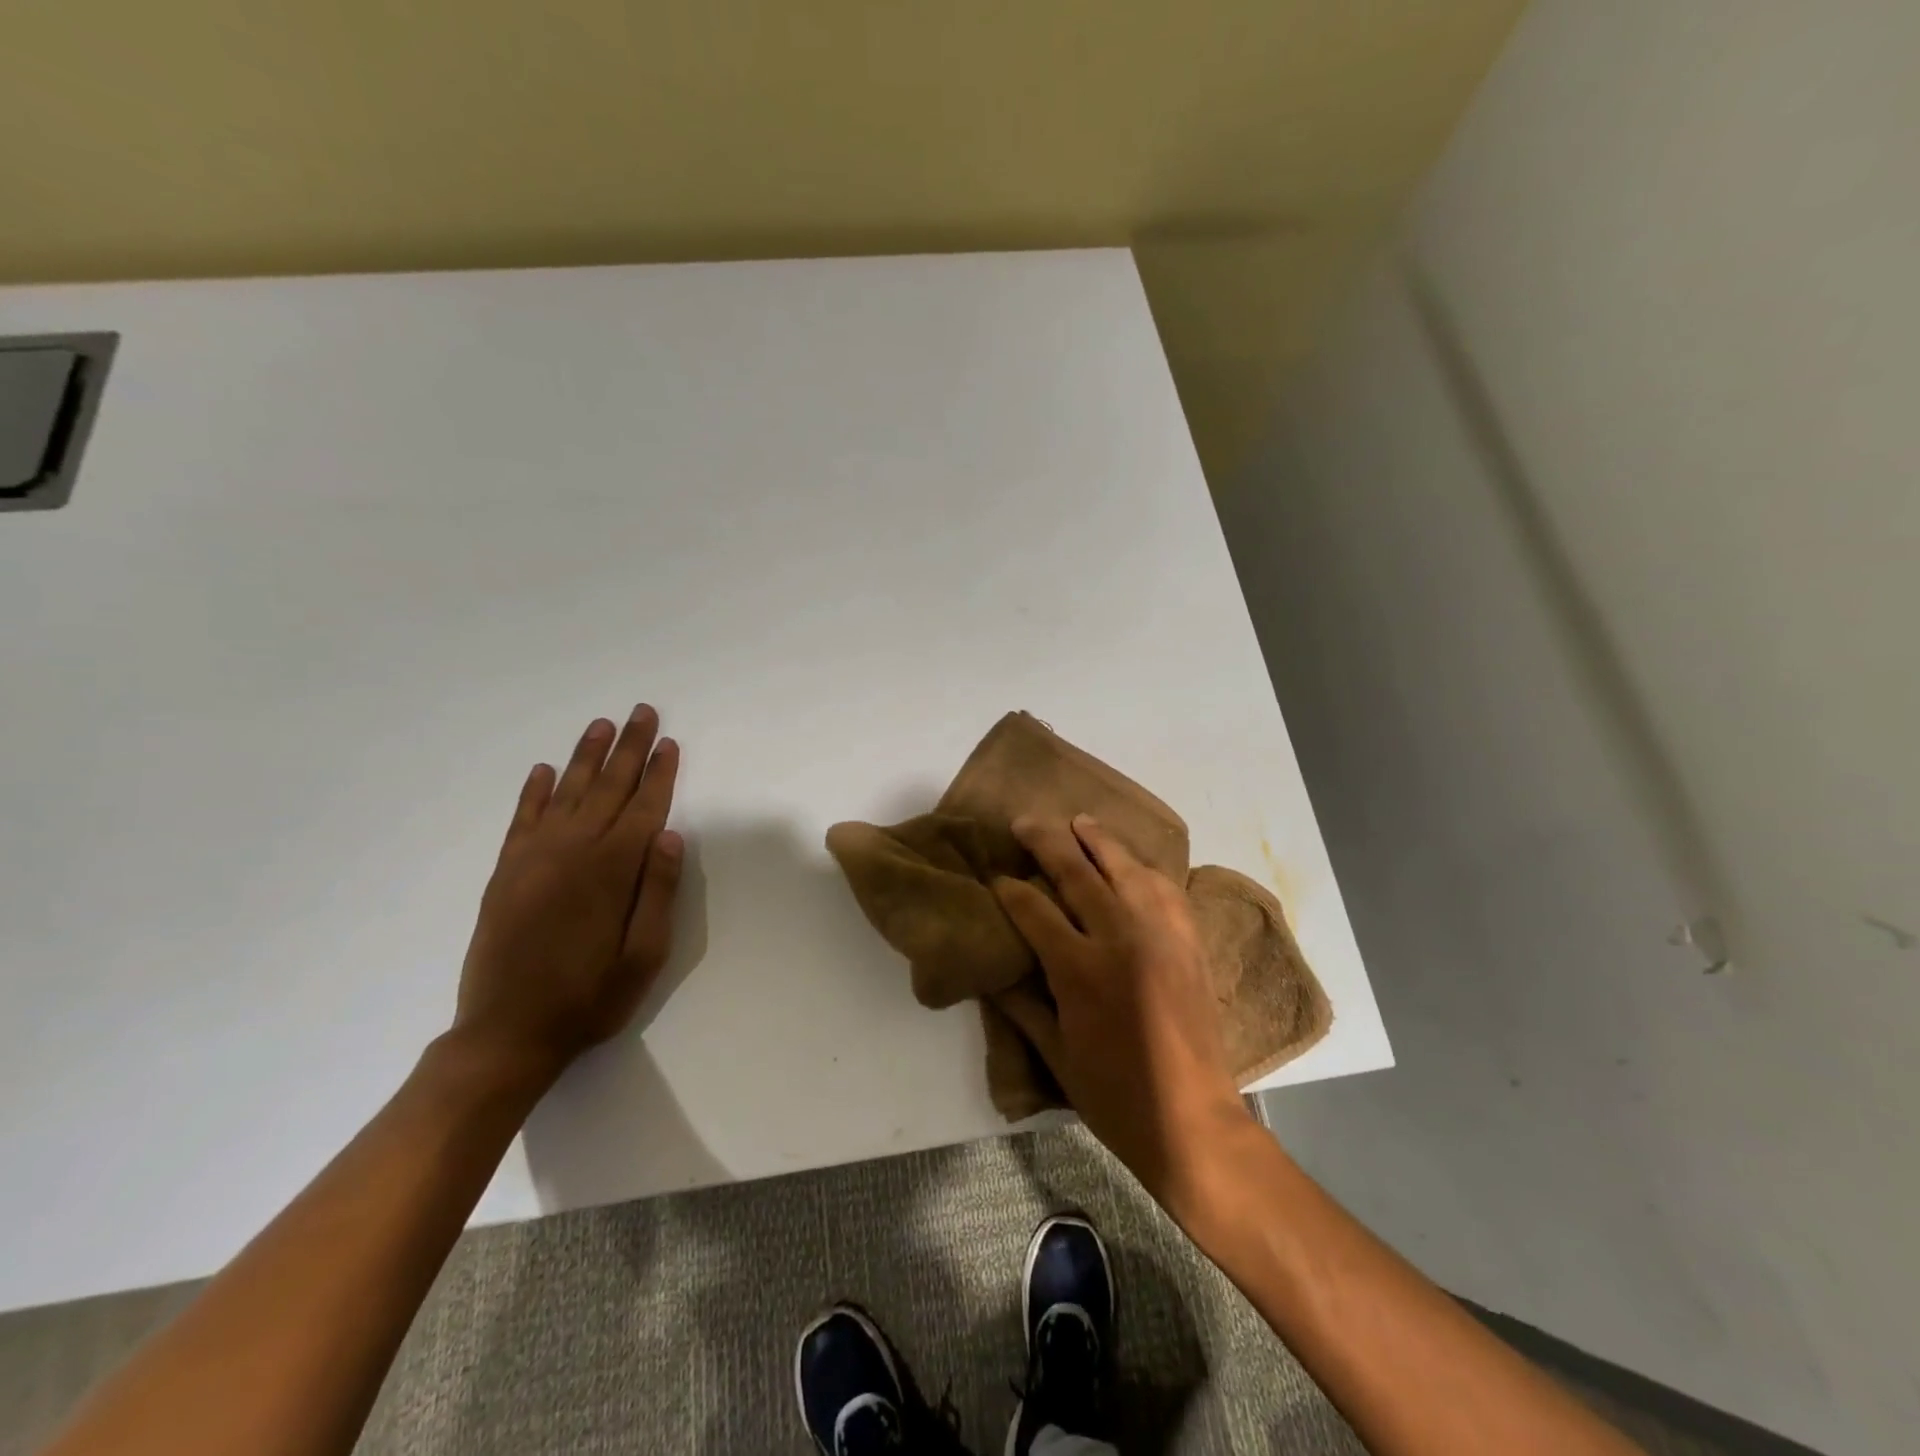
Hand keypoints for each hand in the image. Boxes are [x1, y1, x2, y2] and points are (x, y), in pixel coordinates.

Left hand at [451, 704, 683, 1090]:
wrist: (506, 1034)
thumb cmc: (589, 997)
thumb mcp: (644, 955)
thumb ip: (657, 891)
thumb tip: (669, 835)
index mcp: (610, 871)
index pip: (644, 808)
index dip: (660, 774)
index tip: (669, 742)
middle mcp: (572, 852)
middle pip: (607, 788)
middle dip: (629, 748)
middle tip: (642, 712)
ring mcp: (533, 859)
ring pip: (566, 793)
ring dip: (586, 757)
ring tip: (602, 725)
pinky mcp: (505, 872)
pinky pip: (522, 819)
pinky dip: (534, 791)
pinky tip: (545, 770)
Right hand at [993, 814, 1253, 1201]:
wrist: (1193, 1121)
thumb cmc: (1115, 1096)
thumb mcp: (1055, 1056)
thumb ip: (1022, 1005)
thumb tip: (992, 971)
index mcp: (1080, 969)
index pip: (1034, 909)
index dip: (1009, 889)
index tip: (995, 876)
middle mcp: (1121, 938)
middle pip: (1078, 872)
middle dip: (1046, 841)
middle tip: (1024, 821)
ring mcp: (1161, 935)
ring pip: (1125, 868)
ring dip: (1098, 840)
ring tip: (1079, 821)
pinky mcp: (1189, 942)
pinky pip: (1165, 889)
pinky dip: (1144, 868)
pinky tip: (1131, 863)